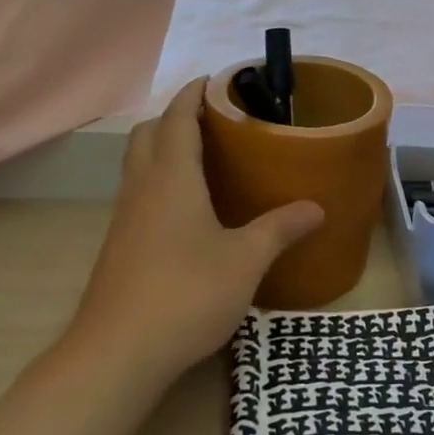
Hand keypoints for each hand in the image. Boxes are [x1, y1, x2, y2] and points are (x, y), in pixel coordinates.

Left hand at [69, 79, 323, 382]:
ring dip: (164, 148)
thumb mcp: (245, 260)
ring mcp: (125, 218)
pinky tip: (188, 211)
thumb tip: (316, 208)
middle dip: (176, 117)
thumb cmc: (186, 293)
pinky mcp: (119, 246)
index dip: (193, 94)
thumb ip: (280, 228)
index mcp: (171, 177)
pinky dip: (160, 181)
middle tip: (214, 121)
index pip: (176, 118)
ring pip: (139, 164)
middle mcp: (142, 188)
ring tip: (205, 159)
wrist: (117, 353)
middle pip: (149, 133)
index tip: (215, 80)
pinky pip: (139, 193)